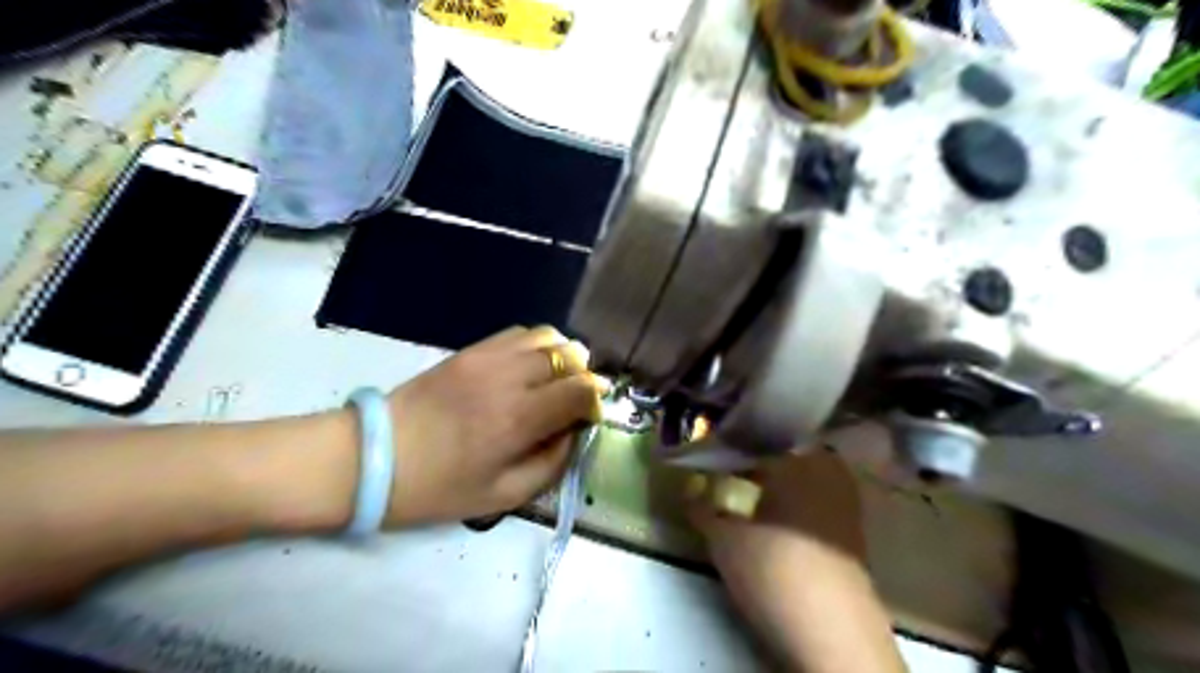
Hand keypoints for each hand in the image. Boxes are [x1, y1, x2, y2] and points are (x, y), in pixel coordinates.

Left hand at [385, 326, 603, 524]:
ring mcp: (488, 357)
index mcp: (519, 419)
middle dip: (585, 376)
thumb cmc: (437, 488)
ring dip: (563, 356)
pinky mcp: (470, 349)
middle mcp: (509, 377)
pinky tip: (528, 367)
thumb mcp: (502, 496)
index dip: (596, 400)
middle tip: (576, 400)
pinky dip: (536, 345)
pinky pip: (518, 333)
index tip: (590, 417)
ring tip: (556, 379)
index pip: (581, 390)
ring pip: (548, 336)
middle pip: (571, 355)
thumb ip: (551, 465)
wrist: (372, 457)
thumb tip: (574, 434)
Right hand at [690, 453, 905, 672]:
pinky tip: (776, 521)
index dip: (730, 448)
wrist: (832, 632)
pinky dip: (795, 503)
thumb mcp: (724, 540)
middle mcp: (827, 471)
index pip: (757, 441)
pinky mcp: (854, 532)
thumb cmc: (773, 570)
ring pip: (804, 477)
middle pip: (784, 455)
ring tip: (748, 495)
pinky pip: (817, 500)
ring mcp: (846, 501)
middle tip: (728, 473)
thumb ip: (702, 508)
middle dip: (756, 461)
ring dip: (776, 482)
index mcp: (797, 460)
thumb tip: (690, 489)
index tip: (710, 457)